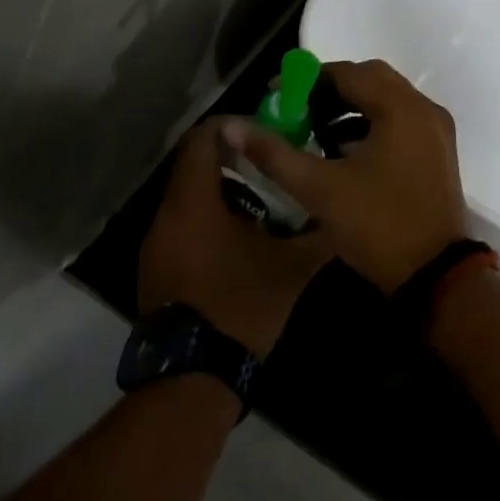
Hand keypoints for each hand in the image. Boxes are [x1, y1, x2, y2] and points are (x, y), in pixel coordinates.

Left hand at [138, 120, 332, 356]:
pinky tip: (238, 236)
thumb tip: (343, 216)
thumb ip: (318, 235)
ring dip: (219, 189)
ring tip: (261, 200)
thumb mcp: (291, 269)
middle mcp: (167, 214)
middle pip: (193, 165)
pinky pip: (181, 223)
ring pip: (186, 196)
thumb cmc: (242, 306)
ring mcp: (156, 242)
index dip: (232, 126)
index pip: (202, 139)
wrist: (193, 373)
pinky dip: (206, 216)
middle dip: (231, 158)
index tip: (264, 132)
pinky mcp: (156, 266)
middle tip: (270, 164)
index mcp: (194, 203)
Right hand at [223, 60, 467, 293]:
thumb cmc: (378, 226)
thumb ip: (275, 153)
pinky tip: (344, 152)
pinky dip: (371, 125)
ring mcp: (437, 133)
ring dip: (351, 107)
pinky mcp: (438, 154)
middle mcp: (425, 111)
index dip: (308, 79)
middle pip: (372, 80)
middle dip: (330, 90)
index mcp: (402, 109)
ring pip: (388, 101)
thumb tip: (231, 126)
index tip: (277, 95)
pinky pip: (400, 122)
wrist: (434, 277)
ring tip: (314, 130)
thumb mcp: (320, 189)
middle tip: (297, 109)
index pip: (350, 72)